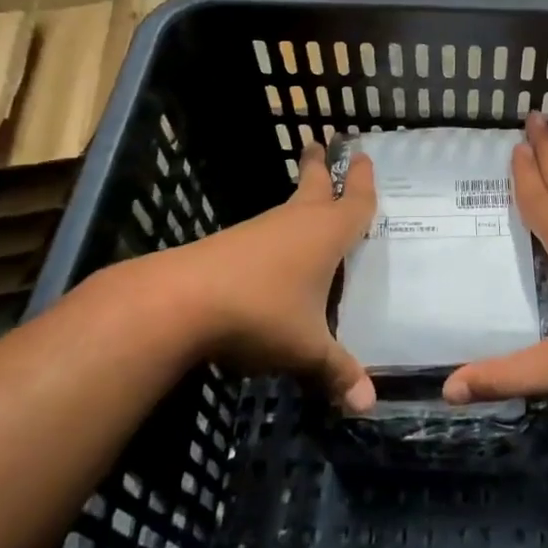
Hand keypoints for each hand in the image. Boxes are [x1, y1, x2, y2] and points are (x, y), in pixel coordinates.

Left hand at [113, 139, 377, 410]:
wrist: (178, 302)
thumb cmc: (260, 313)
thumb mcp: (306, 348)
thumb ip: (337, 372)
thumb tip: (368, 405)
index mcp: (324, 235)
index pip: (355, 203)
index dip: (364, 182)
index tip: (364, 155)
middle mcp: (295, 223)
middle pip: (314, 186)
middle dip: (321, 166)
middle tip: (322, 142)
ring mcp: (258, 232)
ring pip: (288, 209)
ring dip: (300, 201)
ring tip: (311, 204)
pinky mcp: (230, 247)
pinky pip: (266, 233)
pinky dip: (278, 234)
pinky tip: (276, 256)